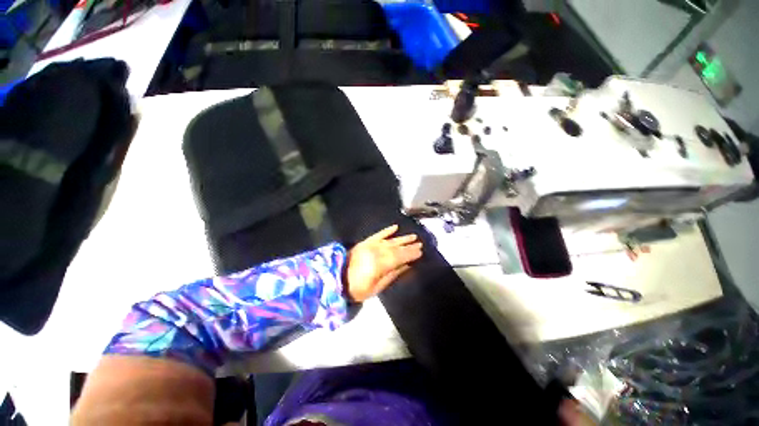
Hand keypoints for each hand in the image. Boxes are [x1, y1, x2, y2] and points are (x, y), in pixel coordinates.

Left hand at [345, 225, 422, 301]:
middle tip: (420, 243)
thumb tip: (407, 266)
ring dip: (402, 238)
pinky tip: (394, 227)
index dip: (411, 254)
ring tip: (412, 235)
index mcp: (380, 264)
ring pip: (390, 240)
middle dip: (409, 246)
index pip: (400, 257)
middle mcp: (377, 251)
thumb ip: (392, 275)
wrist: (336, 277)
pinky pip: (378, 234)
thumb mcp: (376, 287)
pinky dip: (386, 231)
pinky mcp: (365, 242)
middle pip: (397, 248)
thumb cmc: (357, 288)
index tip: (421, 251)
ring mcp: (371, 245)